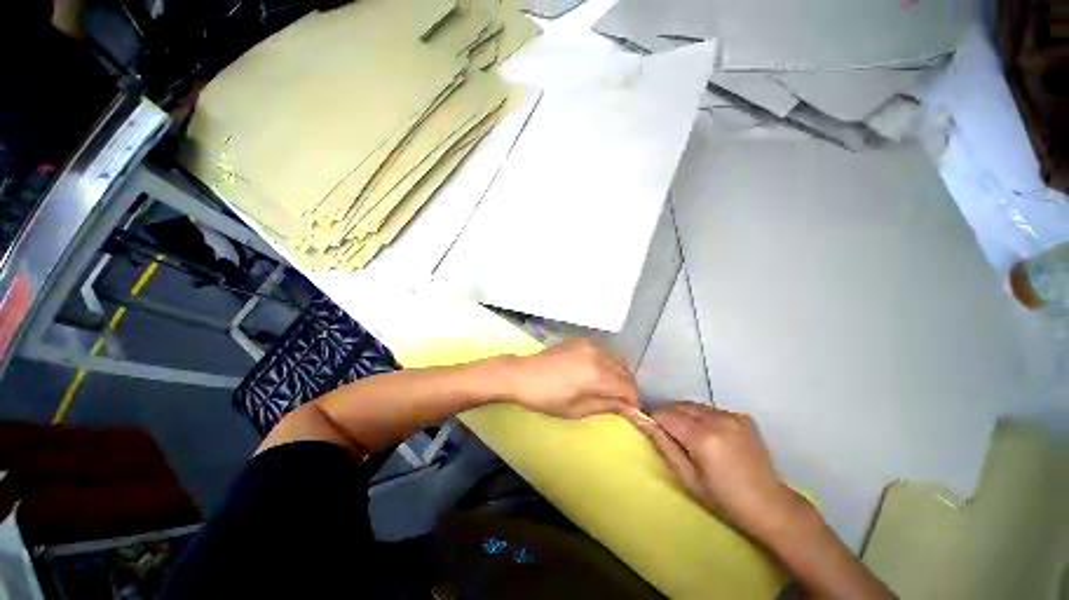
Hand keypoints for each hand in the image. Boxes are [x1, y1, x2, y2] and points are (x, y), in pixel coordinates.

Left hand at [497, 339, 638, 418]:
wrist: (523, 374)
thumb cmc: (547, 397)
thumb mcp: (576, 409)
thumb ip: (605, 405)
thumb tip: (625, 407)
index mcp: (598, 375)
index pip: (628, 387)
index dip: (632, 401)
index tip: (629, 411)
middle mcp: (598, 355)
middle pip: (625, 372)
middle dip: (627, 388)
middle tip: (619, 401)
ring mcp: (589, 345)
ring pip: (616, 360)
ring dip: (618, 374)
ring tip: (608, 388)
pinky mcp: (581, 340)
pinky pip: (603, 352)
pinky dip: (606, 363)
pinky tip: (596, 372)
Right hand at [629, 402, 807, 541]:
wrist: (771, 506)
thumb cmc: (724, 499)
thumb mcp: (688, 477)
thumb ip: (664, 445)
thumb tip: (643, 421)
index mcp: (702, 437)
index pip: (665, 414)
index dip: (653, 418)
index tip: (648, 426)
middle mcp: (717, 419)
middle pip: (678, 406)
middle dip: (667, 415)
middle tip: (666, 433)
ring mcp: (732, 416)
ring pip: (694, 406)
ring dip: (684, 415)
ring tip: (687, 435)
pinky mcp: (742, 417)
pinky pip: (711, 410)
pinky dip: (702, 417)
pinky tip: (709, 435)